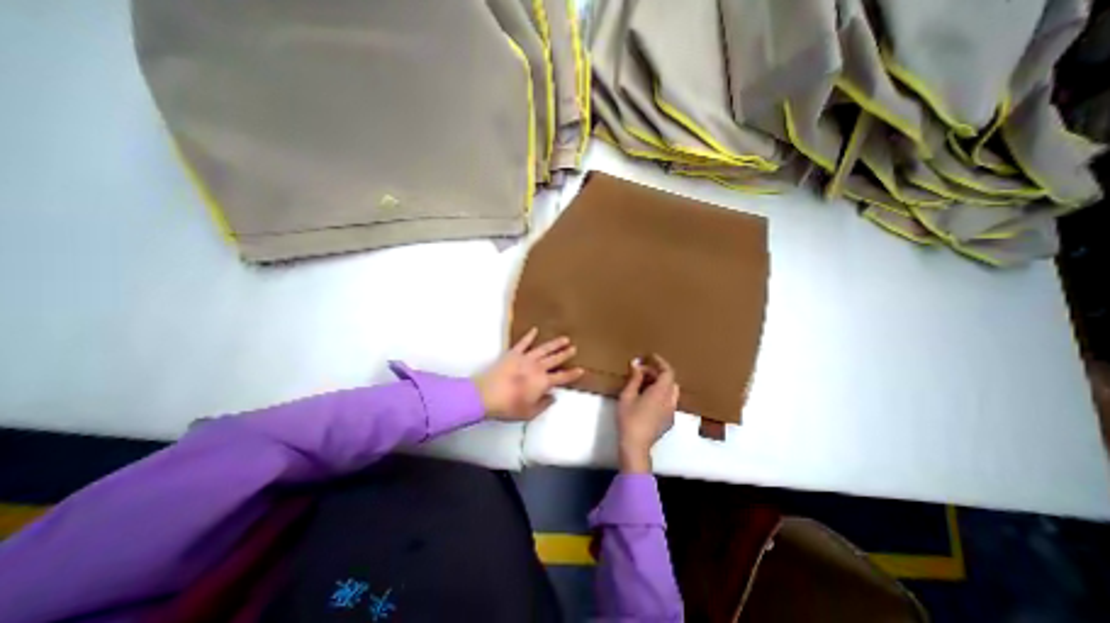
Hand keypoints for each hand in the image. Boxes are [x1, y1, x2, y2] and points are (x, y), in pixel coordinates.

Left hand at [472, 327, 582, 423]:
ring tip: (564, 338)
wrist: (486, 395)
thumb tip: (553, 396)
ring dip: (555, 343)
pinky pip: (523, 342)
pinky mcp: (513, 353)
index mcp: (543, 382)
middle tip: (574, 348)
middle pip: (555, 359)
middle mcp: (538, 367)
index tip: (581, 370)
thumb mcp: (529, 413)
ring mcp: (526, 358)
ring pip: (544, 348)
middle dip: (565, 353)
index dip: (572, 374)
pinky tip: (535, 329)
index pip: (562, 377)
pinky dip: (529, 335)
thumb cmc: (508, 406)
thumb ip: (543, 404)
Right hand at [616, 356, 677, 471]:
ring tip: (645, 384)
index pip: (668, 371)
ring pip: (671, 391)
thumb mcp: (628, 395)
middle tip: (641, 372)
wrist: (635, 445)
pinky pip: (669, 401)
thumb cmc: (629, 418)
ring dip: (661, 384)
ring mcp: (671, 412)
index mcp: (661, 392)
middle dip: (657, 373)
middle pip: (670, 380)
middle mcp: (670, 400)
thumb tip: (636, 363)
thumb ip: (634, 378)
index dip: (660, 362)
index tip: (650, 357)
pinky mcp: (669, 421)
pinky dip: (661, 394)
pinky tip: (648, 399)